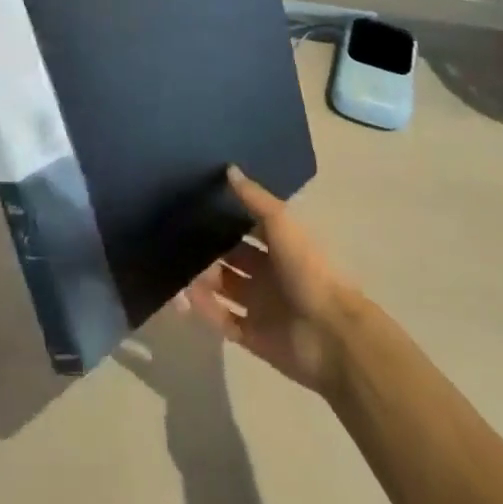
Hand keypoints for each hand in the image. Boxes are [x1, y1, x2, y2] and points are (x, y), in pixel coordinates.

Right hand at [183, 167, 354, 395]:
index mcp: (279, 246)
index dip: (224, 216)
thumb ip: (254, 199)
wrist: (331, 335)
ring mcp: (258, 305)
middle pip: (230, 257)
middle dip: (207, 247)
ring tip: (172, 265)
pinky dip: (202, 309)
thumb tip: (229, 168)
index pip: (246, 227)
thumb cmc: (307, 270)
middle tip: (174, 235)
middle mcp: (267, 273)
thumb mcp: (282, 224)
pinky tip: (182, 296)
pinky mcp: (251, 335)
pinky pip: (220, 318)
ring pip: (221, 286)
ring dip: (200, 278)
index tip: (193, 203)